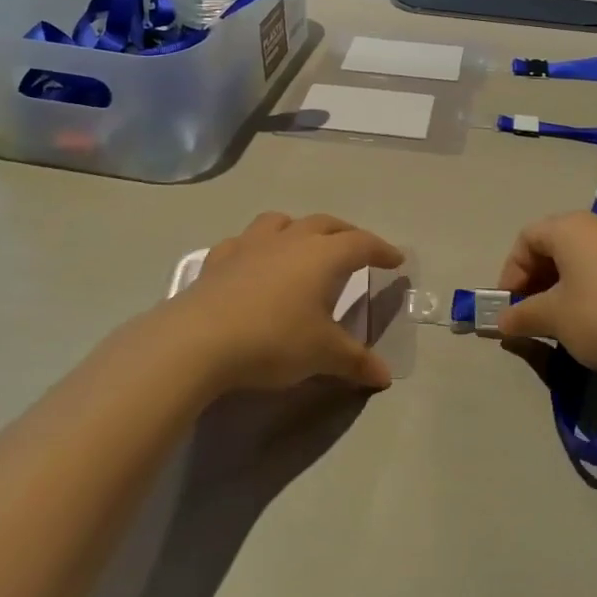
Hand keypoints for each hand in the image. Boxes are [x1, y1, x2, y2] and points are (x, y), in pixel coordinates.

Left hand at [166, 212, 402, 392]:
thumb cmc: (274, 340)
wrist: (199, 340)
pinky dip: (255, 247)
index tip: (396, 260)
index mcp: (323, 256)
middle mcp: (291, 240)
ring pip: (282, 222)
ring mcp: (252, 245)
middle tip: (357, 249)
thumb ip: (356, 361)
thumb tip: (385, 375)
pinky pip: (243, 242)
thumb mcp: (322, 355)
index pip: (362, 244)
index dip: (382, 250)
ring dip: (299, 229)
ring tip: (303, 245)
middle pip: (327, 224)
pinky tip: (252, 262)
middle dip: (347, 234)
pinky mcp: (219, 259)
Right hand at [494, 211, 596, 382]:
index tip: (510, 306)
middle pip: (553, 245)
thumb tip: (503, 322)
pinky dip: (584, 289)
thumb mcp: (553, 318)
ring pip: (578, 258)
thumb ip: (522, 315)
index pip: (527, 238)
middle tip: (528, 314)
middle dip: (534, 279)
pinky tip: (587, 321)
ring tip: (556, 321)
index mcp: (571, 227)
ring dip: (558, 286)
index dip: (511, 271)